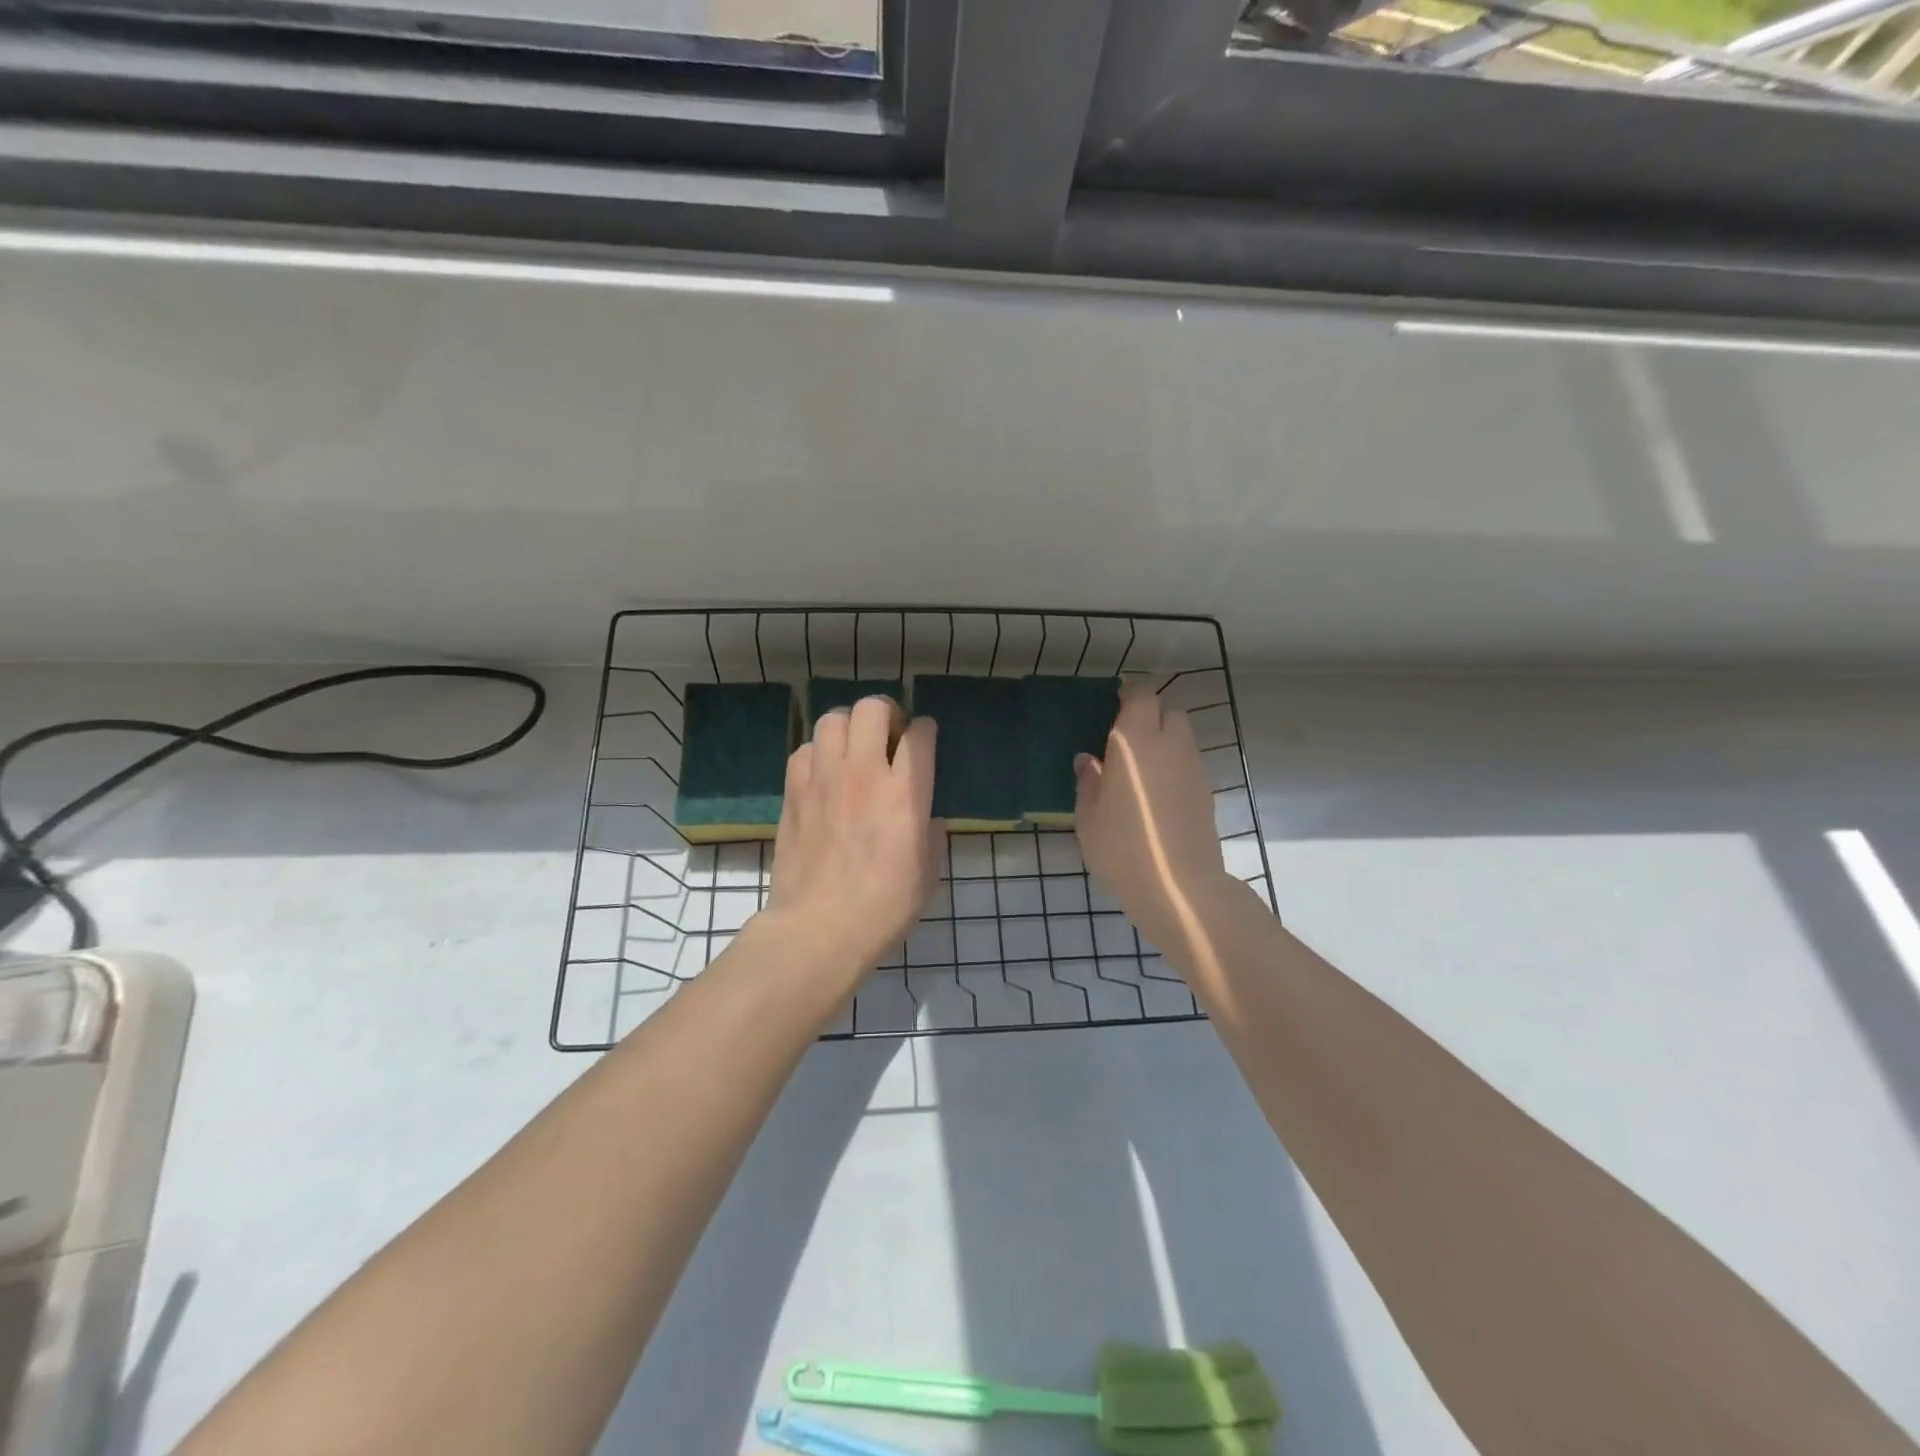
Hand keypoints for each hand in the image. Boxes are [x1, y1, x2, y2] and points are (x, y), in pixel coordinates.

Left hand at [765, 696, 940, 984]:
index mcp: (904, 794)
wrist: (818, 930)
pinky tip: (825, 774)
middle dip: (887, 713)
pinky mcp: (793, 792)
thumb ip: (932, 834)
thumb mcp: (928, 874)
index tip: (925, 739)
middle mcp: (863, 773)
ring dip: (849, 726)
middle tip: (890, 737)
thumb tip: (927, 817)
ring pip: (833, 719)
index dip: (926, 730)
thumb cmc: (882, 908)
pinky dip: (819, 752)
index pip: (919, 734)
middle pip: (873, 708)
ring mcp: (823, 779)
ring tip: (854, 749)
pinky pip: (805, 749)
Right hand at [1075, 685, 1230, 955]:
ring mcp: (1193, 768)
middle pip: (1168, 711)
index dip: (1130, 695)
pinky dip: (1175, 766)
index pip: (1142, 696)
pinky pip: (1189, 763)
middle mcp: (1169, 745)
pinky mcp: (1207, 791)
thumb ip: (1088, 782)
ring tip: (1142, 770)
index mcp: (1134, 742)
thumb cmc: (1122, 849)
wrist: (1178, 887)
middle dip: (1150, 716)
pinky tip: (1157, 794)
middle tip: (1127, 740)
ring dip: (1164, 742)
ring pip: (1182, 737)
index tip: (1114, 707)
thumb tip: (1090, 761)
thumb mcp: (1088, 818)